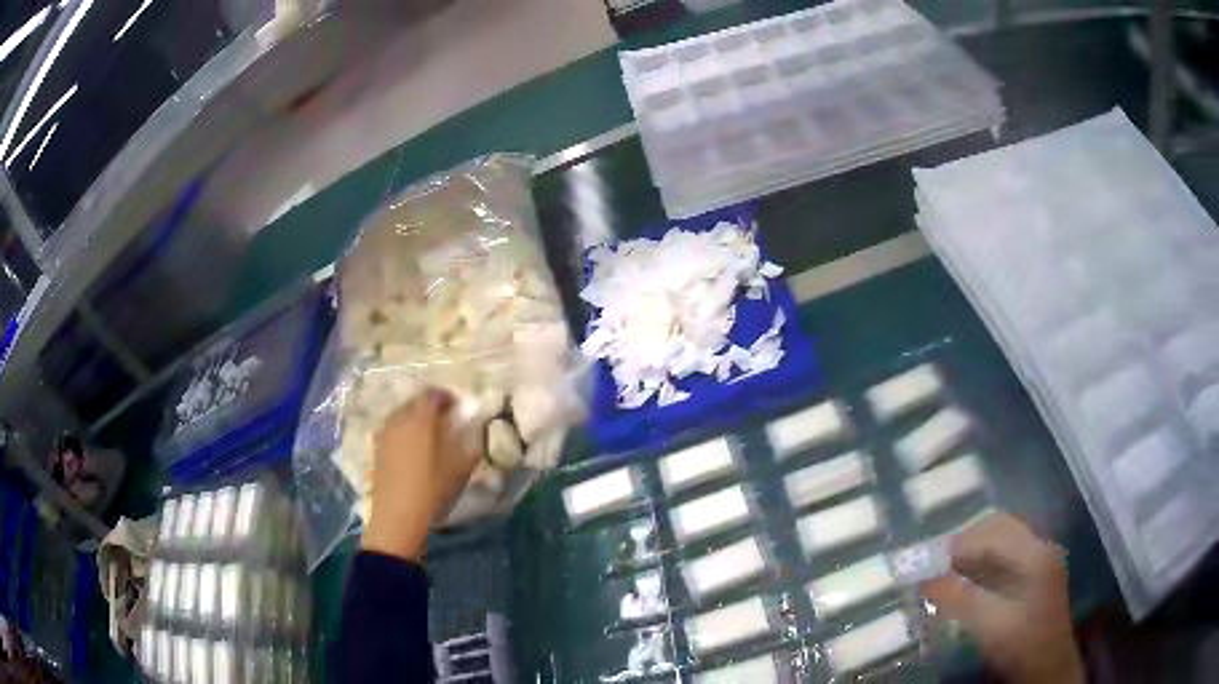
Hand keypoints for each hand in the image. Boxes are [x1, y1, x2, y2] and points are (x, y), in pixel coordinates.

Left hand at [361, 389, 479, 560]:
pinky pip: (393, 429)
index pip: (435, 393)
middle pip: (416, 401)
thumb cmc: (433, 489)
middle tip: (446, 421)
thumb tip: (473, 425)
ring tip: (430, 436)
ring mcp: (384, 432)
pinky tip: (413, 449)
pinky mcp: (376, 447)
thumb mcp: (462, 466)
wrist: (398, 516)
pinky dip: (404, 431)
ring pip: (402, 414)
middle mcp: (400, 418)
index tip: (459, 409)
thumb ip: (471, 440)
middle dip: (431, 407)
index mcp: (422, 417)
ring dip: (416, 419)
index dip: (449, 398)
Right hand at [920, 513, 1082, 683]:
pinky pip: (1007, 556)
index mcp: (1036, 554)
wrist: (1047, 666)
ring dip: (975, 550)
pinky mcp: (1036, 574)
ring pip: (1004, 539)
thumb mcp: (990, 626)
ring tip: (948, 569)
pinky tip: (967, 580)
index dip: (962, 542)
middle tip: (938, 561)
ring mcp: (1041, 559)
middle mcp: (1041, 547)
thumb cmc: (1022, 645)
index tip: (931, 558)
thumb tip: (925, 580)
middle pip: (1001, 527)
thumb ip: (960, 601)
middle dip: (968, 540)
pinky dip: (984, 562)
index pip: (995, 531)